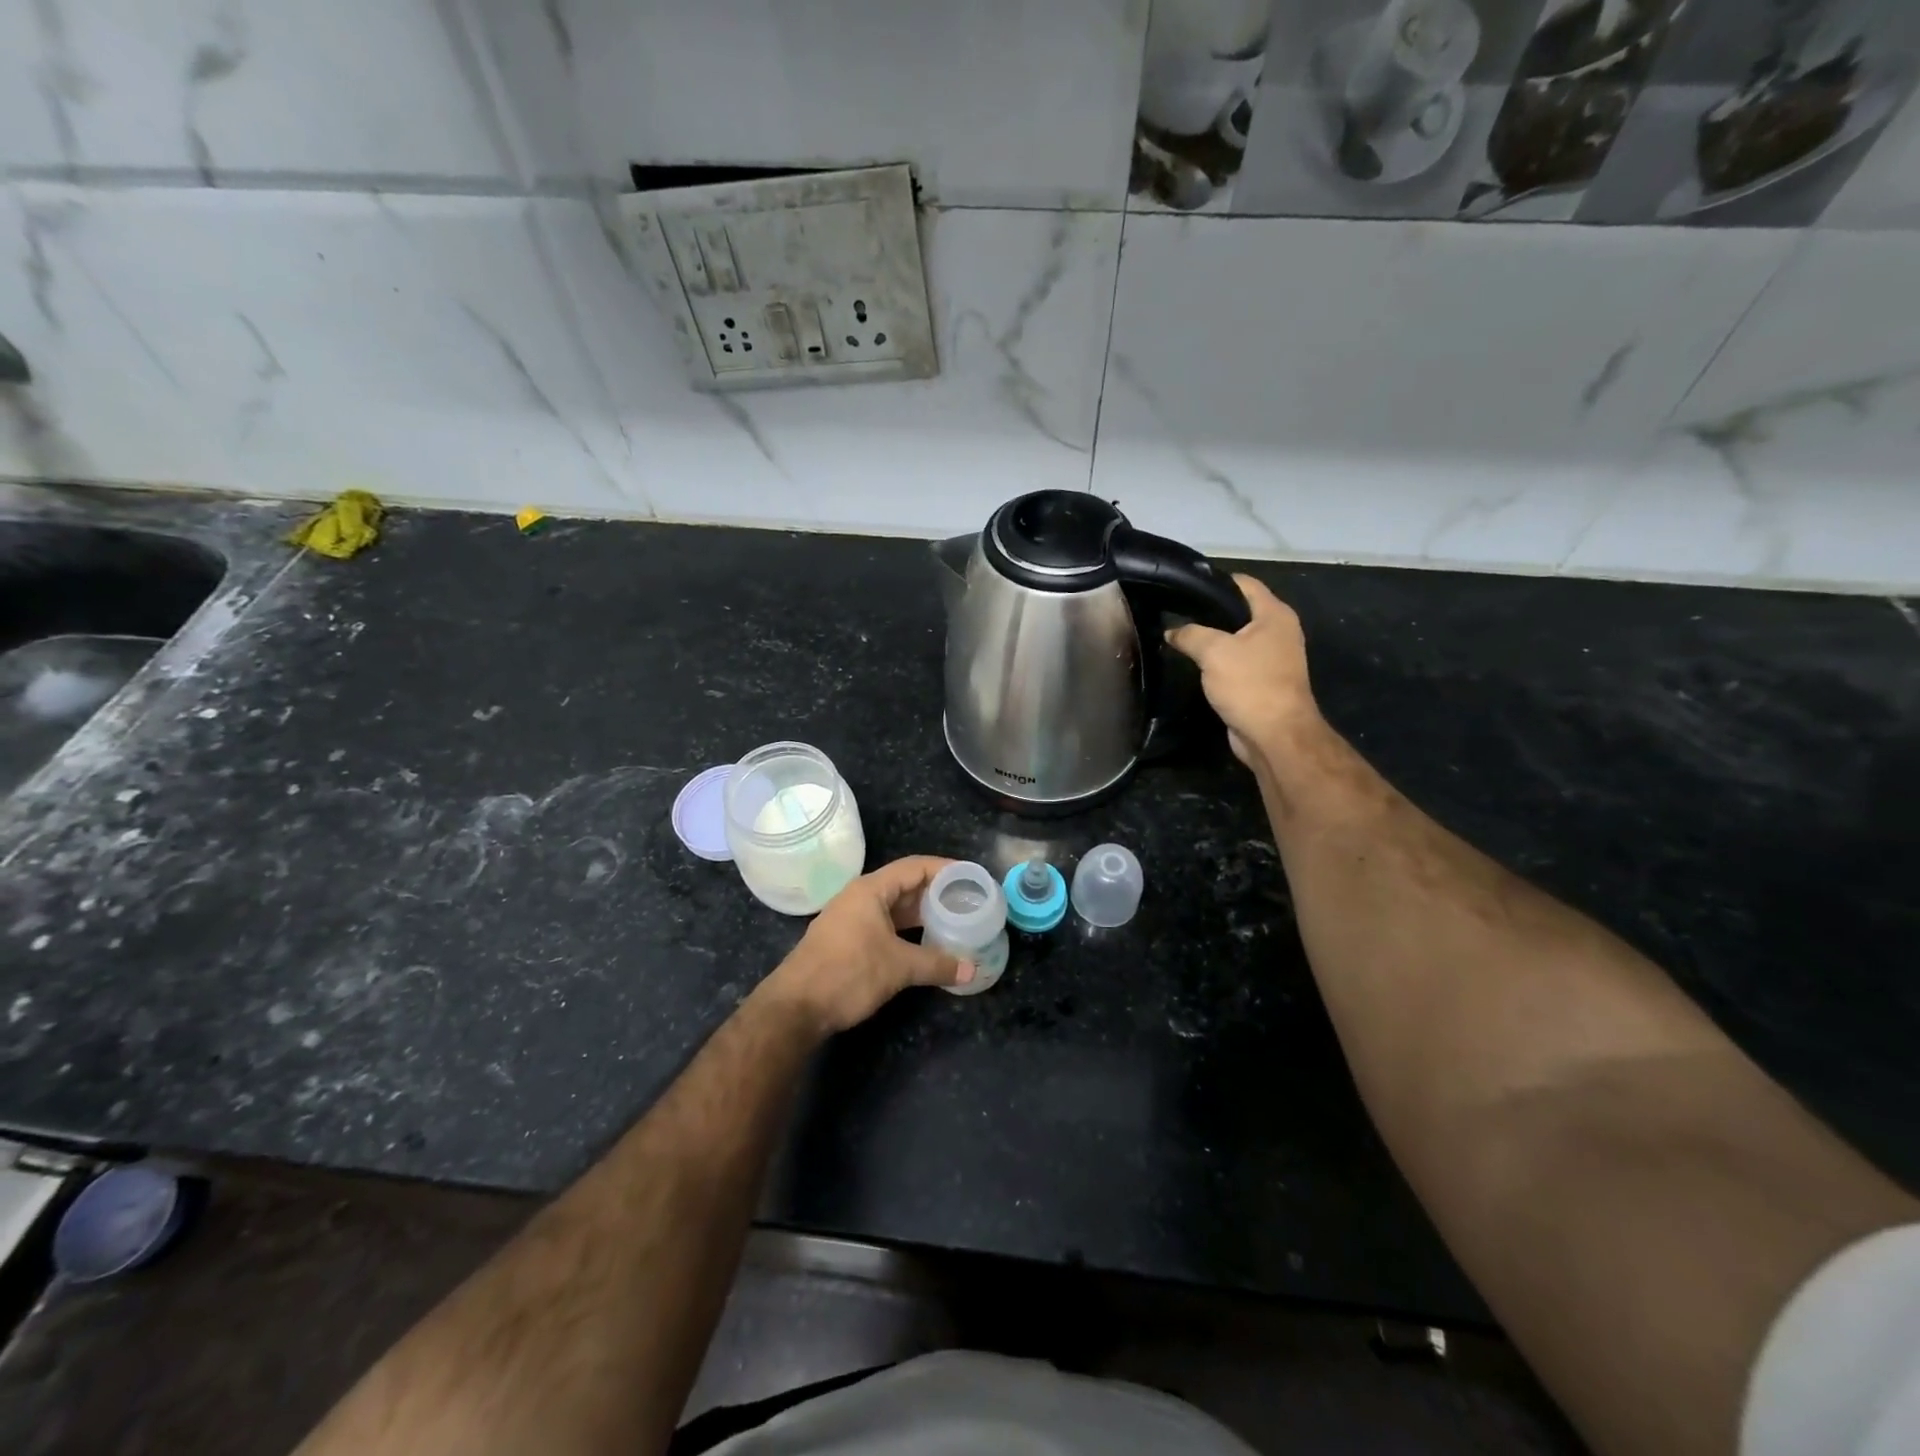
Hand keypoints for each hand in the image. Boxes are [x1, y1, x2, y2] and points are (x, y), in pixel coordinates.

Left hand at [762, 856, 974, 1034]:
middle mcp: (859, 897)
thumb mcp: (898, 967)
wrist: (795, 1007)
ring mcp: (850, 918)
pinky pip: (884, 924)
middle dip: (936, 892)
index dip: (944, 868)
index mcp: (870, 890)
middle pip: (905, 885)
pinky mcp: (846, 940)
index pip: (915, 867)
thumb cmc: (848, 974)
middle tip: (968, 901)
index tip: (970, 876)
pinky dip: (907, 929)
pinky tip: (925, 943)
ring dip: (921, 913)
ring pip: (894, 907)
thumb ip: (937, 964)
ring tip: (953, 920)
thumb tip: (971, 970)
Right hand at [1165, 574, 1320, 770]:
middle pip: (1239, 611)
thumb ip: (1190, 634)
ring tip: (1180, 638)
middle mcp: (1278, 631)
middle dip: (1209, 612)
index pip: (1243, 583)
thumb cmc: (1250, 684)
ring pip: (1236, 639)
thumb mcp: (1213, 651)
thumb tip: (1172, 631)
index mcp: (1274, 614)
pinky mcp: (1263, 681)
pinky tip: (1195, 665)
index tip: (1184, 588)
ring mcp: (1273, 658)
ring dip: (1212, 640)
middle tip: (1176, 614)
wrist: (1274, 735)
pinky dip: (1218, 662)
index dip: (1215, 582)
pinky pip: (1236, 662)